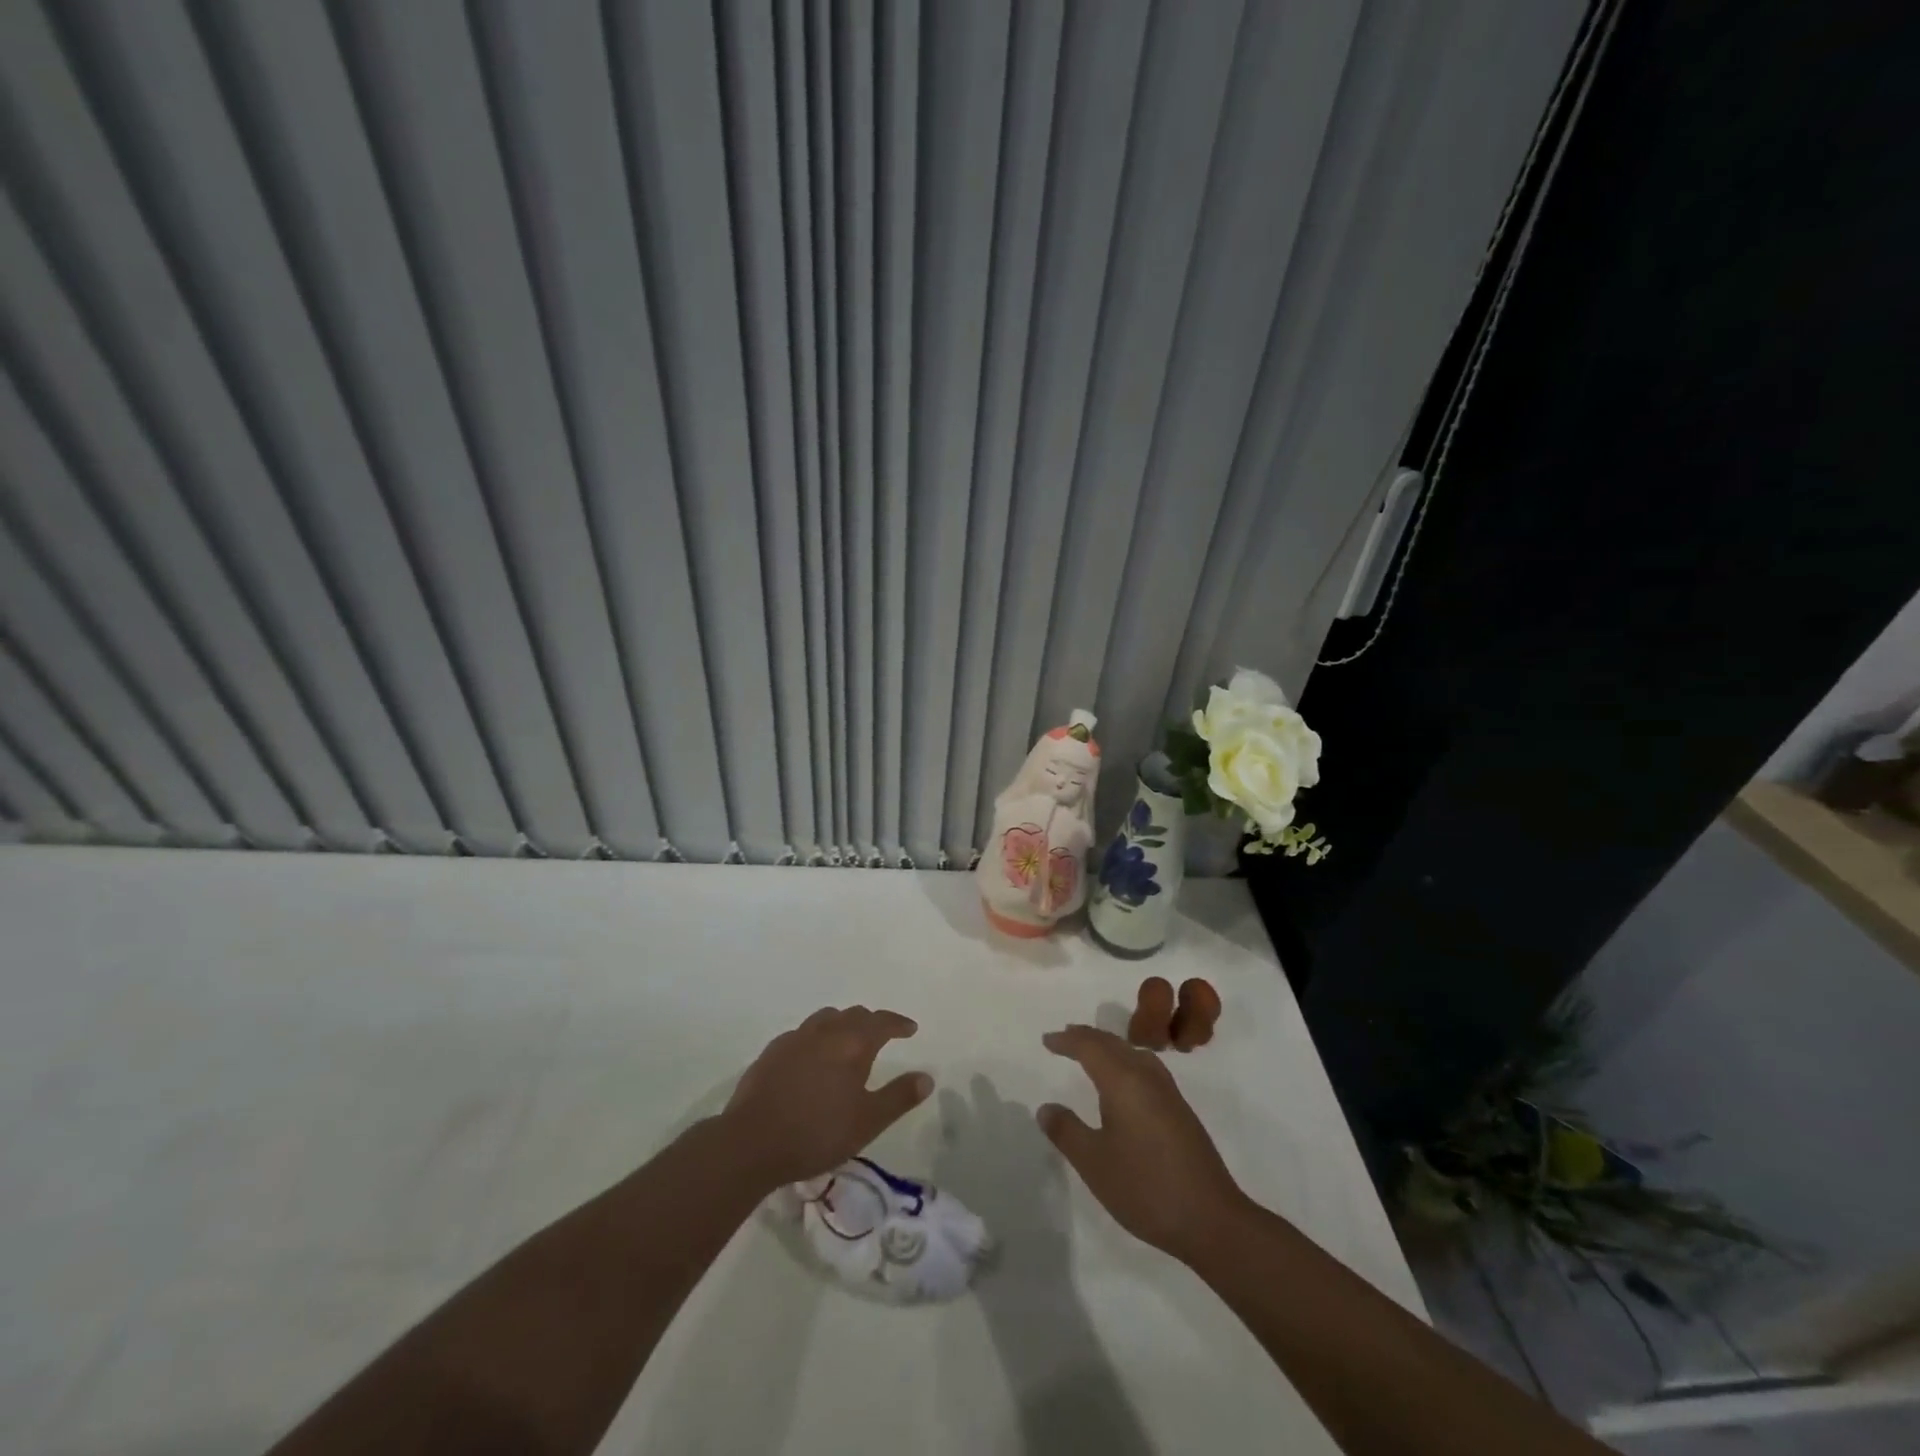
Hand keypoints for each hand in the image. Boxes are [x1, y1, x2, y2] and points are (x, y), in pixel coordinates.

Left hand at [721, 1006, 932, 1188]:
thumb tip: (926, 1077)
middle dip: (872, 1022)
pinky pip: (802, 1034)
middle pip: (854, 1015)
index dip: (898, 1023)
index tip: (910, 1029)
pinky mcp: (772, 1052)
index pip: (882, 1022)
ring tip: (847, 1041)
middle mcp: (825, 1031)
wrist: (751, 1142)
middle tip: (882, 1035)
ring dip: (843, 1024)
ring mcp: (795, 1039)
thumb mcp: (867, 1122)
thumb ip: (898, 1097)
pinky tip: (812, 1057)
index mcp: (853, 1043)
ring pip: (826, 1019)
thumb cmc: (817, 1132)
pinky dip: (816, 1037)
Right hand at [1037, 1024, 1248, 1260]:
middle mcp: (1147, 1077)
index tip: (1047, 1041)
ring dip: (1108, 1047)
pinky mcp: (1180, 1111)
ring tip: (1090, 1052)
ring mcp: (1168, 1093)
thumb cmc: (1145, 1188)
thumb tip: (1046, 1107)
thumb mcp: (1094, 1163)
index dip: (1067, 1041)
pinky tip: (1125, 1082)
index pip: (1090, 1047)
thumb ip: (1067, 1131)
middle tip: (1064, 1038)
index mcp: (1124, 1081)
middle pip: (1113, 1044)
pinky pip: (1146, 1067)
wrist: (1212, 1220)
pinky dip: (1126, 1061)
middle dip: (1087, 1037)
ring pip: (1133, 1053)